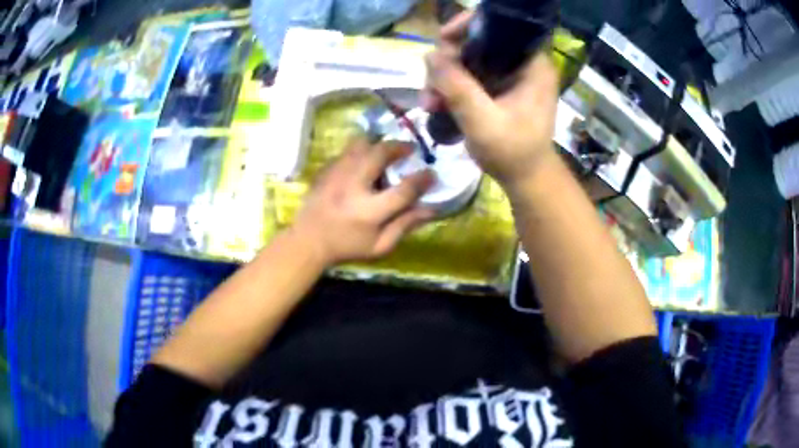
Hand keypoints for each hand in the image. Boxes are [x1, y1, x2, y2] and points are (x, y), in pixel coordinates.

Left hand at [292, 138, 435, 266]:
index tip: (432, 174)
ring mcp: (336, 174)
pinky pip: (347, 150)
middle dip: (399, 147)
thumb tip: (431, 209)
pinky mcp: (326, 169)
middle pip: (380, 154)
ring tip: (387, 151)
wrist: (308, 241)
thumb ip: (405, 226)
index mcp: (369, 211)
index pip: (403, 190)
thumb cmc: (347, 247)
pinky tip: (364, 161)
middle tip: (409, 149)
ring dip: (378, 144)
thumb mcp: (380, 246)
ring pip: (360, 144)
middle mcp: (353, 187)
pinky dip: (360, 151)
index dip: (422, 180)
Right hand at [421, 11, 559, 188]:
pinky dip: (450, 87)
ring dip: (443, 78)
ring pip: (467, 59)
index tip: (443, 39)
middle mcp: (521, 63)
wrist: (525, 179)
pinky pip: (468, 75)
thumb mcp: (483, 121)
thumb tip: (429, 55)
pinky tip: (436, 105)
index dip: (470, 26)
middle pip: (477, 43)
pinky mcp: (497, 87)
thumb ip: (457, 87)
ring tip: (429, 104)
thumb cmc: (513, 153)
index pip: (500, 28)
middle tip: (431, 87)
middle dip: (448, 61)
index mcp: (532, 65)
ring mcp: (508, 75)